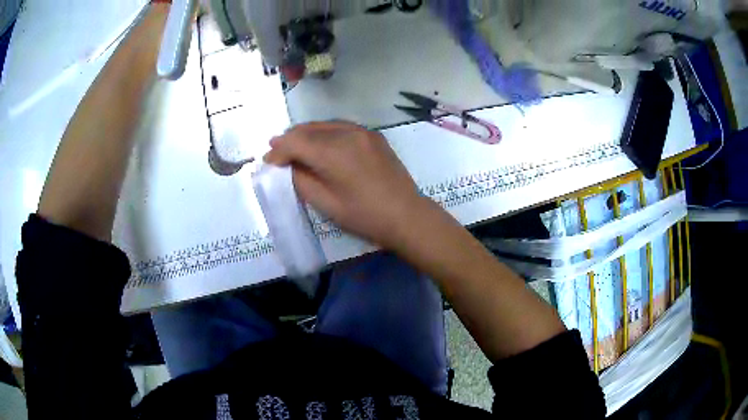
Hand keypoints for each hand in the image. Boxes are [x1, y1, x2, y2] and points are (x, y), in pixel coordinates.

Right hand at [264, 121, 431, 248]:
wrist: (406, 215)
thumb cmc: (364, 216)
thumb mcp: (325, 203)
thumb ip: (301, 179)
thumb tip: (289, 165)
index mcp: (333, 152)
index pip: (295, 142)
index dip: (278, 150)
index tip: (268, 161)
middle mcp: (347, 133)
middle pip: (308, 129)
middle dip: (289, 140)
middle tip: (277, 152)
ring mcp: (362, 131)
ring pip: (324, 125)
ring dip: (306, 134)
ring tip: (294, 147)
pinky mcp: (373, 135)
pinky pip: (341, 127)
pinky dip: (325, 133)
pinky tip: (320, 144)